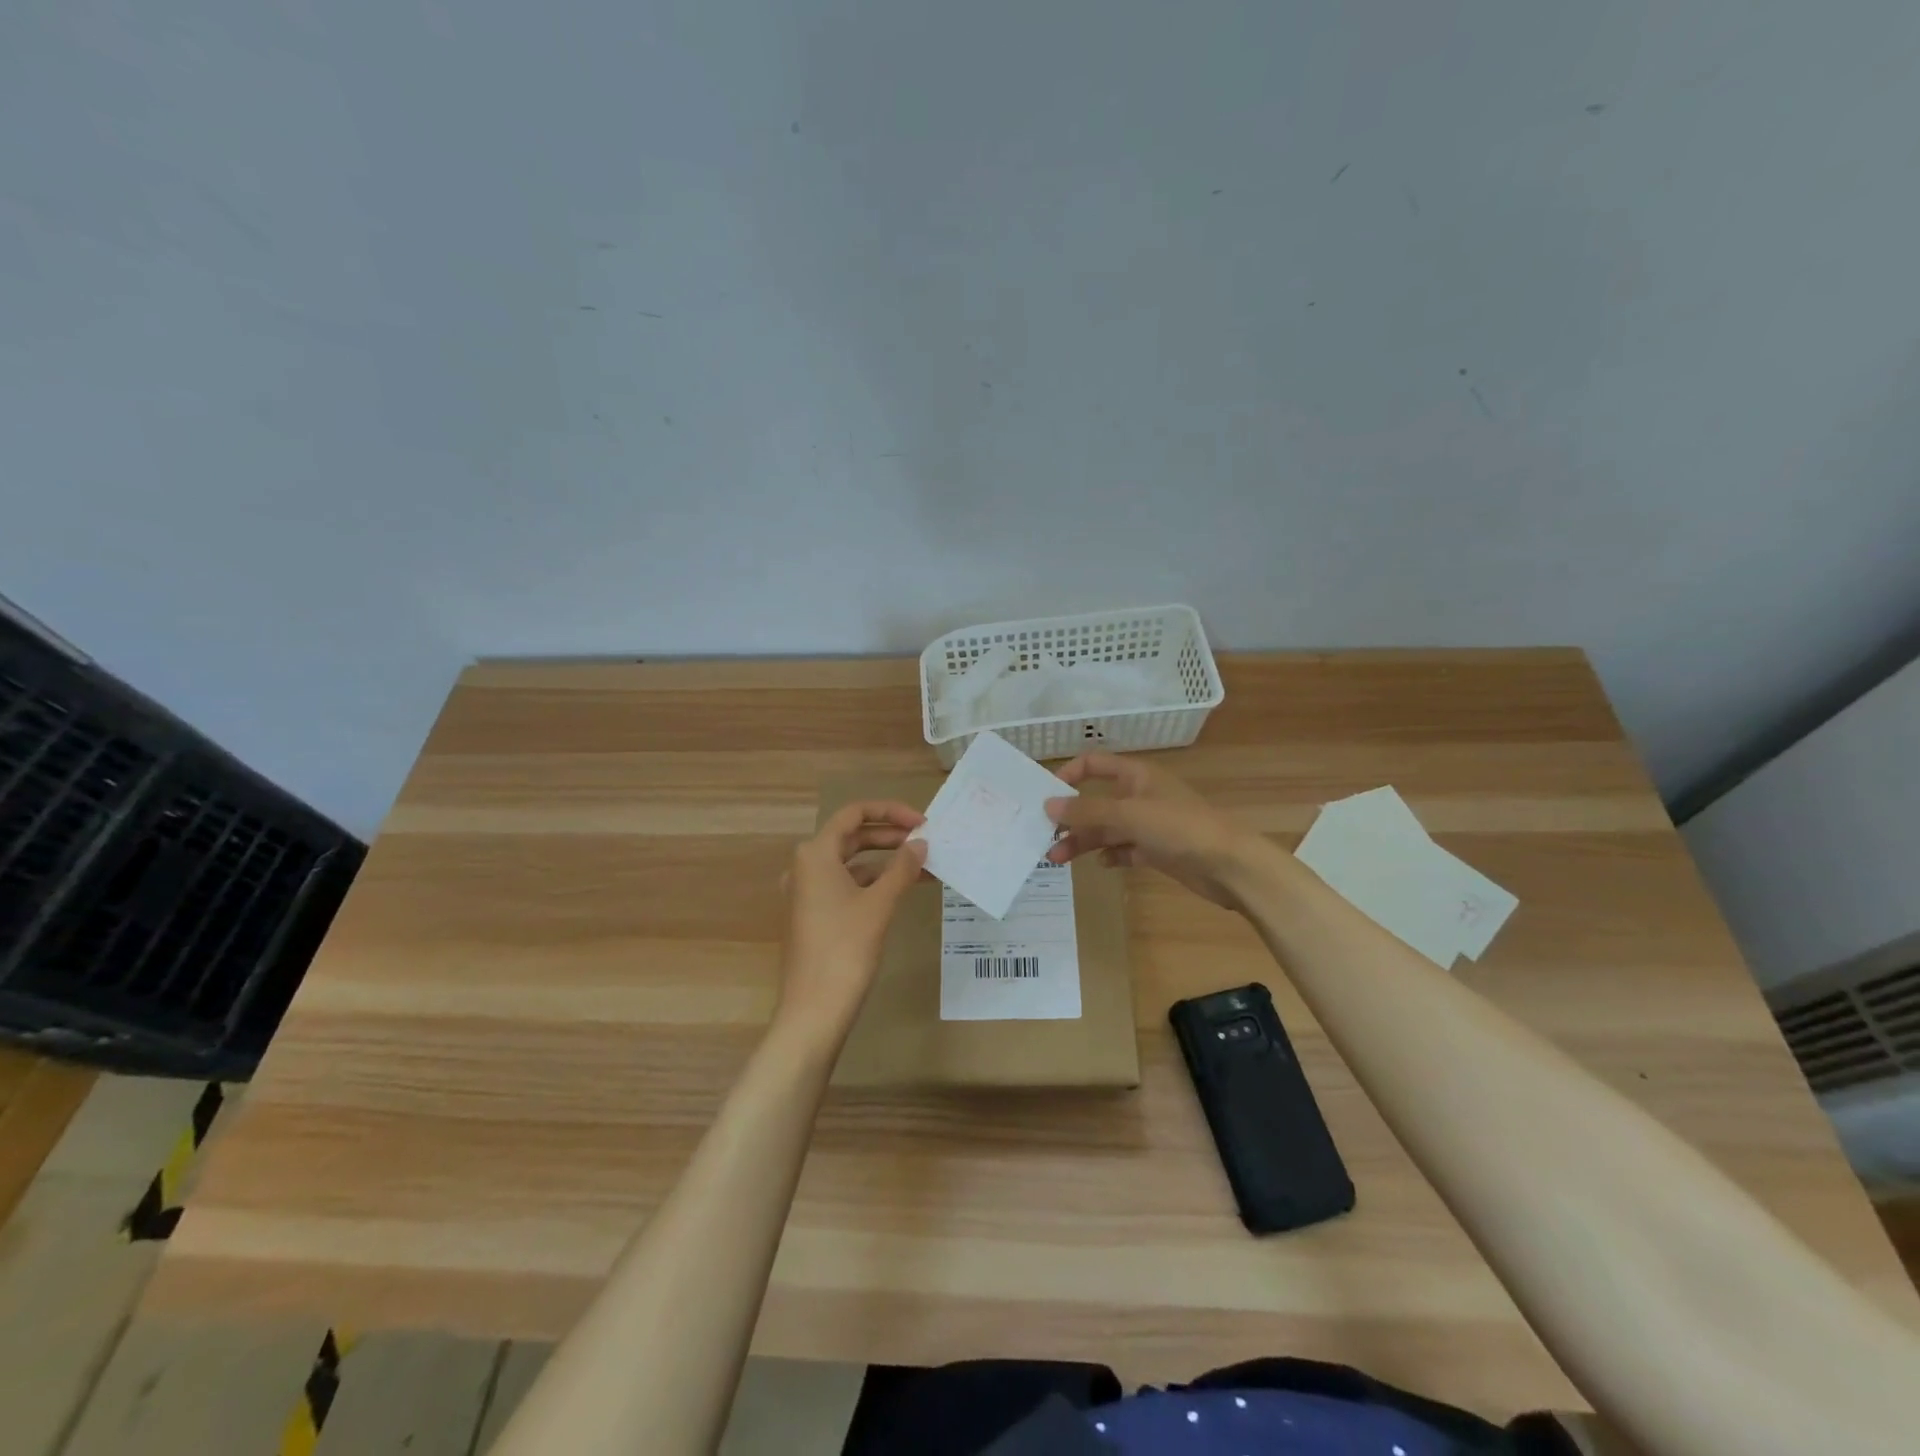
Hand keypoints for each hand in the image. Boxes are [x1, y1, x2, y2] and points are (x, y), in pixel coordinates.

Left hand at [776, 801, 928, 1043]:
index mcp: (815, 854)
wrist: (814, 1010)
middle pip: (852, 837)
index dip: (890, 812)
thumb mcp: (879, 904)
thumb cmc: (845, 949)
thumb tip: (920, 844)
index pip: (854, 814)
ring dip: (887, 862)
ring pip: (852, 864)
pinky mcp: (814, 916)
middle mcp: (806, 867)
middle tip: (926, 842)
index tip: (922, 822)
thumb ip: (902, 868)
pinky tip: (902, 890)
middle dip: (891, 837)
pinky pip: (847, 886)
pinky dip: (874, 883)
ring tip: (925, 867)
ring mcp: (807, 893)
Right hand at [1044, 753, 1262, 910]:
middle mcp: (1140, 796)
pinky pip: (1124, 849)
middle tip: (1044, 837)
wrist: (1230, 865)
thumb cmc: (1180, 827)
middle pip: (1096, 802)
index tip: (1046, 795)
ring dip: (1083, 841)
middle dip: (1071, 819)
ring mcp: (1149, 824)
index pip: (1094, 764)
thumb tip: (1048, 805)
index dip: (1069, 774)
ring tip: (1057, 859)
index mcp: (1136, 776)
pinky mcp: (1157, 850)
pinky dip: (1110, 855)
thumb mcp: (1129, 814)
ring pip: (1107, 829)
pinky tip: (1100, 864)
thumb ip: (1087, 810)